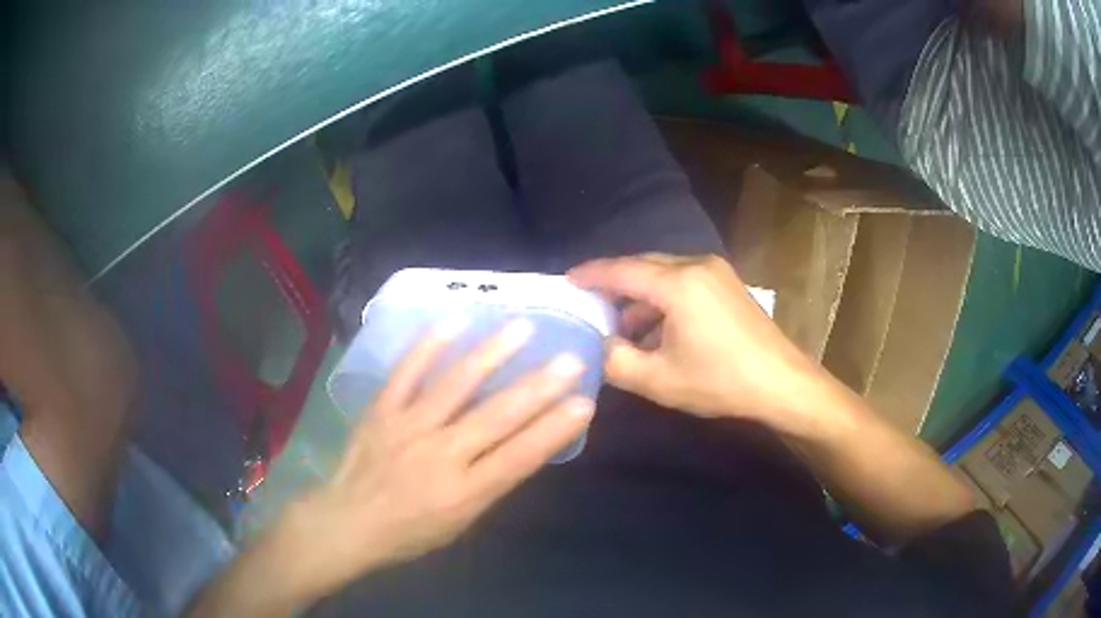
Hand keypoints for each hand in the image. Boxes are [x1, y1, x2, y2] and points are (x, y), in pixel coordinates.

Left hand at [287, 317, 593, 598]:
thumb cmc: (410, 532)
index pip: (519, 457)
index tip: (584, 403)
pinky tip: (454, 321)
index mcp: (464, 493)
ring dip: (491, 355)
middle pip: (495, 417)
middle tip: (569, 359)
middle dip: (538, 388)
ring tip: (522, 327)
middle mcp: (440, 455)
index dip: (553, 430)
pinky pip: (406, 373)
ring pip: (454, 386)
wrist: (349, 521)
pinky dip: (429, 346)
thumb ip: (490, 483)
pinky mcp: (381, 410)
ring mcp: (407, 428)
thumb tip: (521, 444)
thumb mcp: (461, 522)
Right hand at [569, 254, 835, 433]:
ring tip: (622, 329)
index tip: (566, 281)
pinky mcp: (728, 284)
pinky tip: (657, 331)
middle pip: (643, 267)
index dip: (591, 275)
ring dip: (640, 297)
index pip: (622, 270)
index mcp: (678, 283)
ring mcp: (716, 272)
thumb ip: (615, 361)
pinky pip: (684, 282)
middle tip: (588, 305)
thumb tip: (594, 346)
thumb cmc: (720, 381)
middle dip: (615, 285)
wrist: (781, 384)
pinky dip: (663, 301)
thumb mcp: (659, 379)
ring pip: (664, 275)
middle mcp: (697, 265)